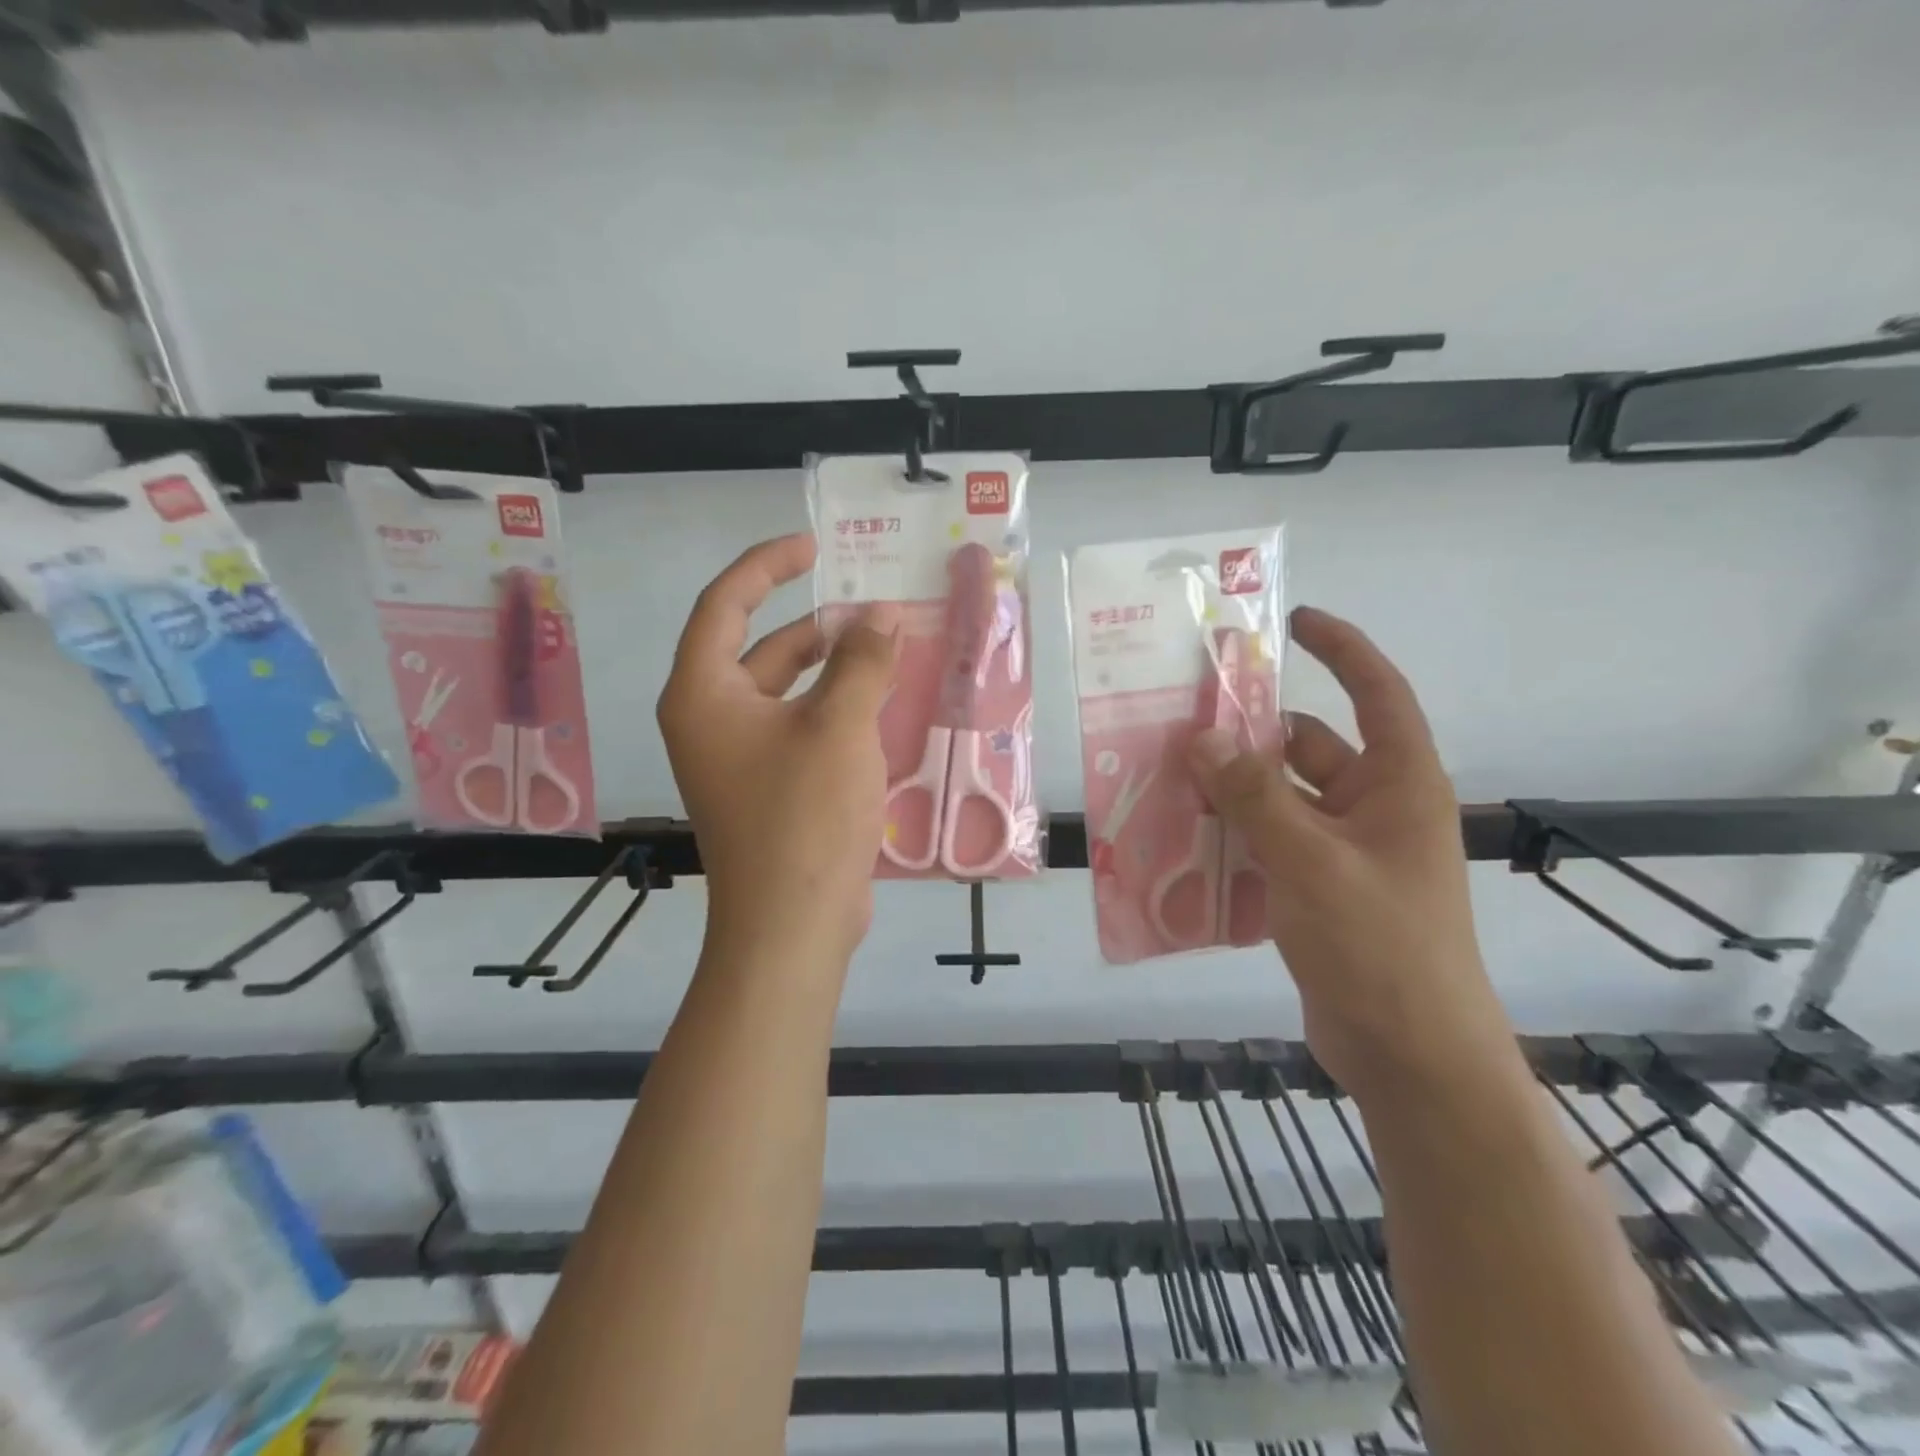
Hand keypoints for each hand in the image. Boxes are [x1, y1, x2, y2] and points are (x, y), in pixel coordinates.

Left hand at [659, 534, 898, 969]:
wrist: (793, 924)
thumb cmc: (804, 816)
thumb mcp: (839, 727)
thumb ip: (861, 661)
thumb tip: (880, 615)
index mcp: (704, 694)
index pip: (725, 604)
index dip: (767, 565)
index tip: (814, 548)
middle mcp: (712, 720)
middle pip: (762, 648)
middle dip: (820, 627)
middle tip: (876, 610)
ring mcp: (741, 758)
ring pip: (789, 692)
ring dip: (836, 670)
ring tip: (890, 651)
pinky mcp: (770, 788)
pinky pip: (803, 729)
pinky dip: (838, 710)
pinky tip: (882, 705)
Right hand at [1187, 606, 1515, 1099]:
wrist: (1411, 1058)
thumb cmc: (1380, 947)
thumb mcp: (1311, 863)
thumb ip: (1253, 798)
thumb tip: (1200, 740)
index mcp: (1399, 785)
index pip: (1375, 694)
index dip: (1341, 649)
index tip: (1292, 622)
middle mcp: (1374, 808)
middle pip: (1308, 748)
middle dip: (1250, 734)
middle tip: (1184, 719)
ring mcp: (1344, 853)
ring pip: (1279, 799)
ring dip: (1231, 789)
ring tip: (1167, 777)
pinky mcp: (1317, 891)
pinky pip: (1268, 843)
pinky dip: (1232, 835)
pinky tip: (1182, 838)